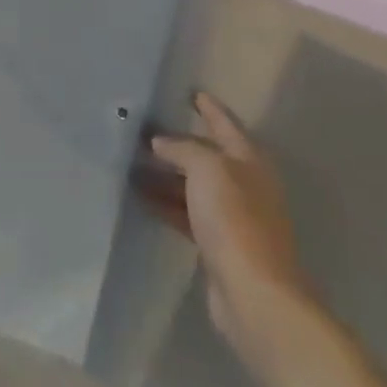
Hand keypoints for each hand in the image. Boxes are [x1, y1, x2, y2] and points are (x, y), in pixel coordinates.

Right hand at [148, 93, 301, 357]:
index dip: (208, 108)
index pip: (225, 123)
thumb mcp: (207, 168)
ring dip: (167, 176)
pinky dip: (167, 204)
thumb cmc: (235, 219)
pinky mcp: (219, 246)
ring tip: (132, 164)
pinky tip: (142, 198)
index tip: (190, 92)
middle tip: (146, 130)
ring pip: (194, 187)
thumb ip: (183, 148)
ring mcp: (233, 217)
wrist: (254, 294)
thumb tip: (161, 142)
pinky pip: (188, 214)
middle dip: (179, 143)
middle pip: (208, 156)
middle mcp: (244, 184)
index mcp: (249, 160)